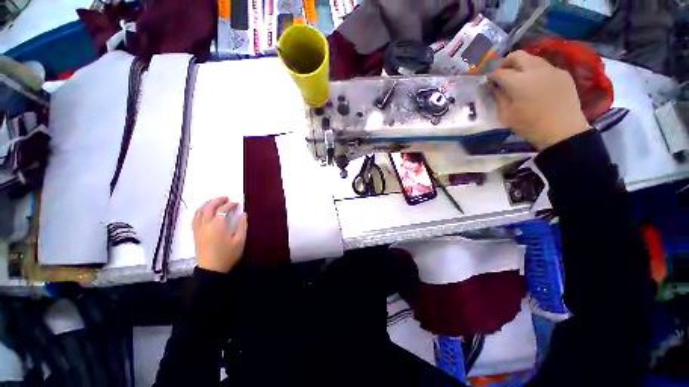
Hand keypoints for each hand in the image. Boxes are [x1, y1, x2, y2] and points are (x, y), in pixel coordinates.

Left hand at [192, 197, 247, 272]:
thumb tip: (243, 214)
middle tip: (225, 198)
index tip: (237, 203)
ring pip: (199, 212)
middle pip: (208, 207)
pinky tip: (204, 212)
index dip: (230, 205)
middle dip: (217, 200)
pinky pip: (195, 218)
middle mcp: (206, 224)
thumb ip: (242, 225)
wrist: (212, 270)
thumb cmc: (228, 255)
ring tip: (215, 202)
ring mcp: (198, 229)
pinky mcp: (195, 234)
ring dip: (207, 204)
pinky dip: (200, 212)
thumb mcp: (240, 240)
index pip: (223, 210)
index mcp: (218, 225)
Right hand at [488, 51, 588, 149]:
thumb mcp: (506, 115)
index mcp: (519, 82)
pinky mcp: (563, 74)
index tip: (487, 81)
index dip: (491, 75)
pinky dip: (535, 71)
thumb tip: (493, 86)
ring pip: (532, 58)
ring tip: (518, 78)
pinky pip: (545, 66)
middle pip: (517, 55)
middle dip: (505, 62)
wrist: (563, 131)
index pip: (499, 72)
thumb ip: (498, 97)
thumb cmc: (530, 126)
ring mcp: (552, 69)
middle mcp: (535, 69)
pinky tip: (535, 85)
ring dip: (521, 65)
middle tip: (501, 73)